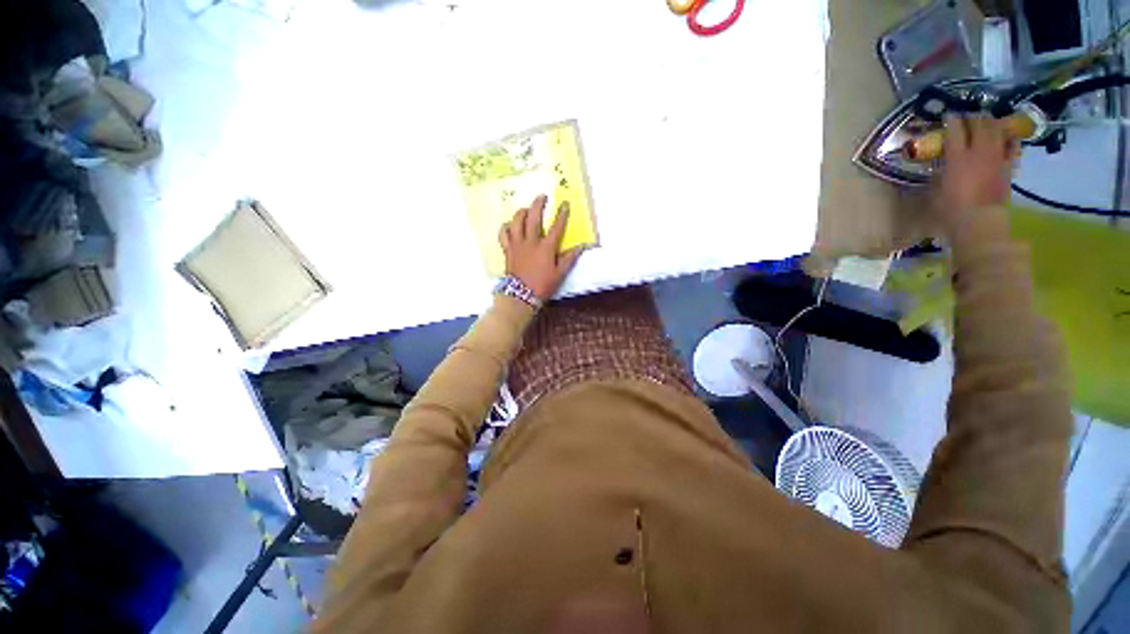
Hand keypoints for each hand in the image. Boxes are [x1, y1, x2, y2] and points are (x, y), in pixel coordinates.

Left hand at [499, 195, 583, 299]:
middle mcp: (531, 242)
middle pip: (533, 217)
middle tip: (542, 196)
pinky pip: (503, 233)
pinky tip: (510, 225)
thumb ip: (569, 259)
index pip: (556, 227)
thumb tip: (581, 247)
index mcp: (546, 248)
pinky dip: (506, 227)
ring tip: (526, 209)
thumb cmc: (542, 285)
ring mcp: (517, 244)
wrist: (521, 296)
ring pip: (516, 221)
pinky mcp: (507, 249)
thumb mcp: (560, 274)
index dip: (562, 214)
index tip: (564, 204)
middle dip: (538, 204)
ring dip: (521, 212)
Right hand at [934, 115, 1015, 235]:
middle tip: (968, 117)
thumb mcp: (936, 189)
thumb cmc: (951, 209)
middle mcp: (979, 151)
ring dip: (992, 122)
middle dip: (974, 117)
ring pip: (998, 129)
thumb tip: (942, 161)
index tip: (948, 116)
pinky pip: (1012, 144)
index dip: (951, 120)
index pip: (955, 130)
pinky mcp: (1008, 165)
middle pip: (980, 124)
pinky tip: (1005, 136)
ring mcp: (997, 157)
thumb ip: (941, 171)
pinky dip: (1008, 137)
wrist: (980, 221)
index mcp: (957, 157)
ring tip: (987, 122)